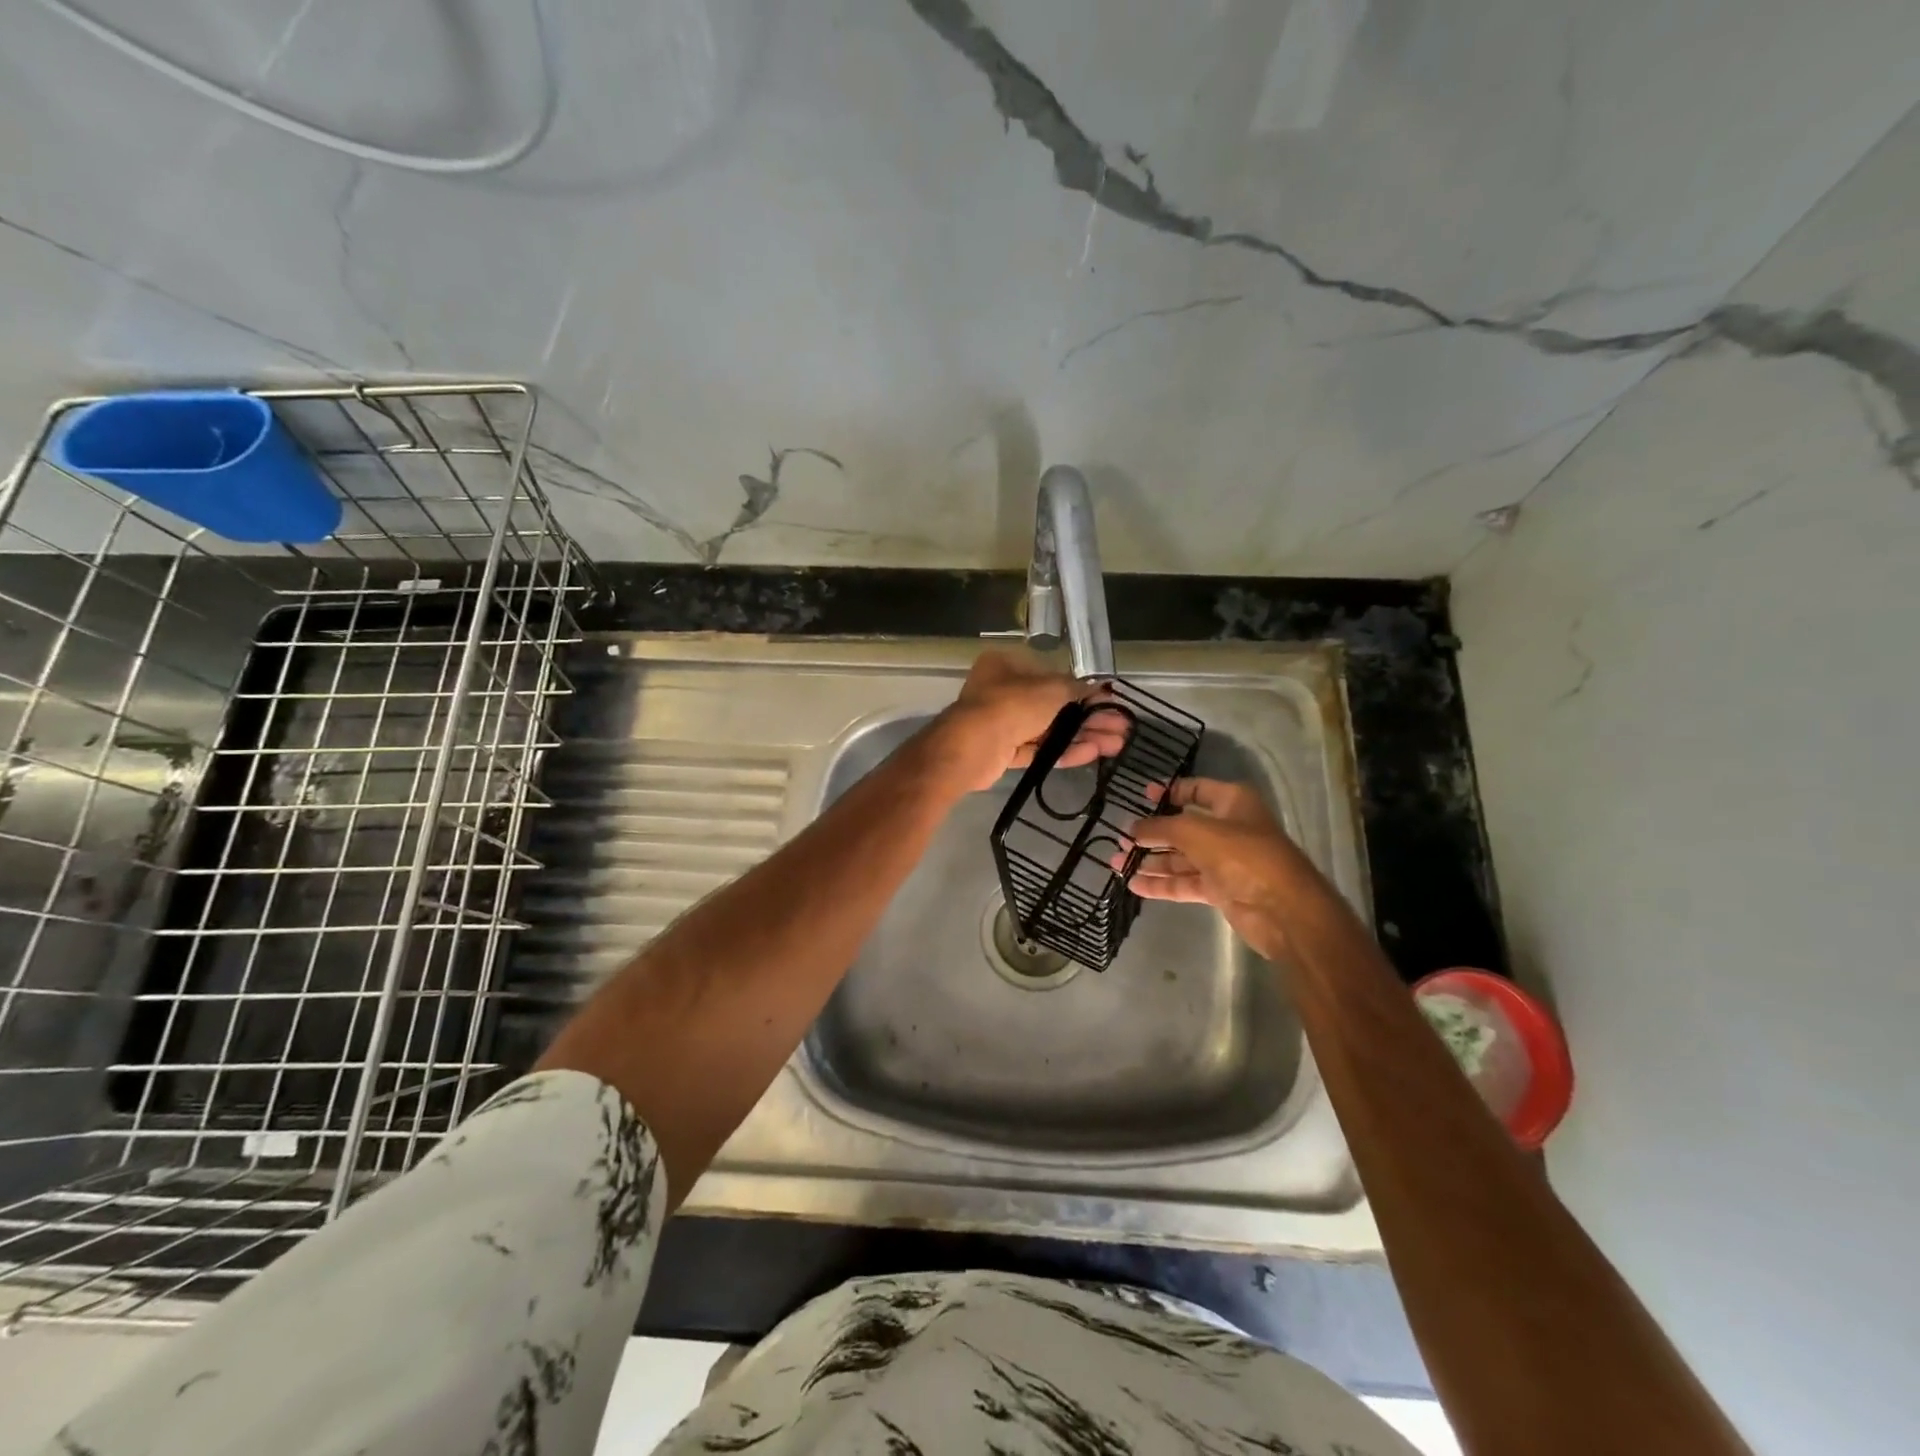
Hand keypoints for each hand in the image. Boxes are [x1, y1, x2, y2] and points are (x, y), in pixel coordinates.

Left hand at [930, 651, 1126, 793]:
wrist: (971, 746)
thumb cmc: (1011, 705)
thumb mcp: (1051, 689)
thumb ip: (1077, 688)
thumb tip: (1101, 687)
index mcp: (1009, 665)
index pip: (1054, 676)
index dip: (1085, 690)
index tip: (1110, 702)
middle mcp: (1004, 691)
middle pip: (1055, 705)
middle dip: (1089, 718)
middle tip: (1120, 729)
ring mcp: (1003, 722)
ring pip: (1050, 729)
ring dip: (1082, 736)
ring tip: (1116, 746)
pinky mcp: (1004, 750)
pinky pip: (1039, 749)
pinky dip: (1064, 751)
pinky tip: (1092, 754)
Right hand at [1128, 777, 1311, 959]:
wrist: (1283, 910)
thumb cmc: (1242, 856)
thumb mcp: (1195, 831)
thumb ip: (1160, 827)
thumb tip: (1133, 828)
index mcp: (1232, 802)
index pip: (1196, 790)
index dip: (1168, 792)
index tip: (1140, 796)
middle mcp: (1228, 829)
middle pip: (1183, 827)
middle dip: (1151, 833)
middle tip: (1120, 838)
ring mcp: (1224, 861)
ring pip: (1181, 857)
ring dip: (1150, 860)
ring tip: (1117, 863)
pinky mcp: (1220, 889)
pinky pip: (1185, 882)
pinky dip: (1162, 883)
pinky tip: (1135, 885)